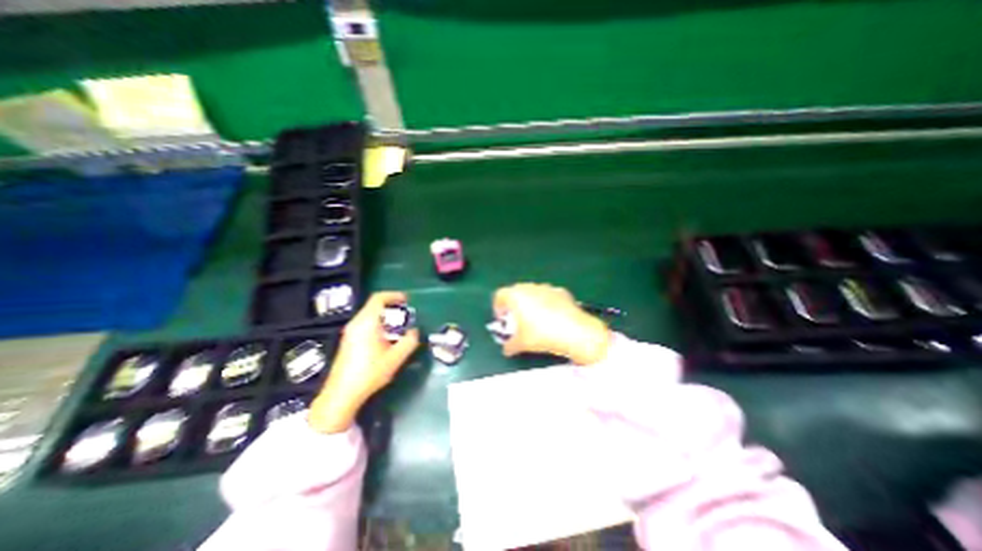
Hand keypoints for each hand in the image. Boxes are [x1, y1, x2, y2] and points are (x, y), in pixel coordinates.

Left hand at [308, 293, 418, 433]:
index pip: (378, 298)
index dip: (394, 295)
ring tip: (398, 327)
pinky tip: (385, 339)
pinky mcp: (348, 340)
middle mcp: (356, 323)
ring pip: (369, 315)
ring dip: (385, 316)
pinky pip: (365, 323)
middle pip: (374, 305)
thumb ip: (409, 341)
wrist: (341, 394)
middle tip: (406, 315)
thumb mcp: (395, 358)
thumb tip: (415, 331)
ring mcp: (349, 332)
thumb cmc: (369, 374)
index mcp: (366, 323)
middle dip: (392, 307)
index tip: (407, 300)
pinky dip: (378, 324)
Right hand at [494, 285, 610, 365]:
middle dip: (514, 305)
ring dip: (530, 303)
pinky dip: (547, 303)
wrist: (574, 332)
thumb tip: (506, 349)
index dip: (498, 308)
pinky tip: (552, 317)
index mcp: (515, 295)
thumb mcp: (521, 344)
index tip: (503, 321)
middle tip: (517, 321)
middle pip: (516, 292)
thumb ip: (509, 345)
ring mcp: (547, 287)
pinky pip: (549, 296)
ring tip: (536, 320)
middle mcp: (530, 287)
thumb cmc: (541, 335)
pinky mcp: (562, 291)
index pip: (499, 295)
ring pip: (533, 292)